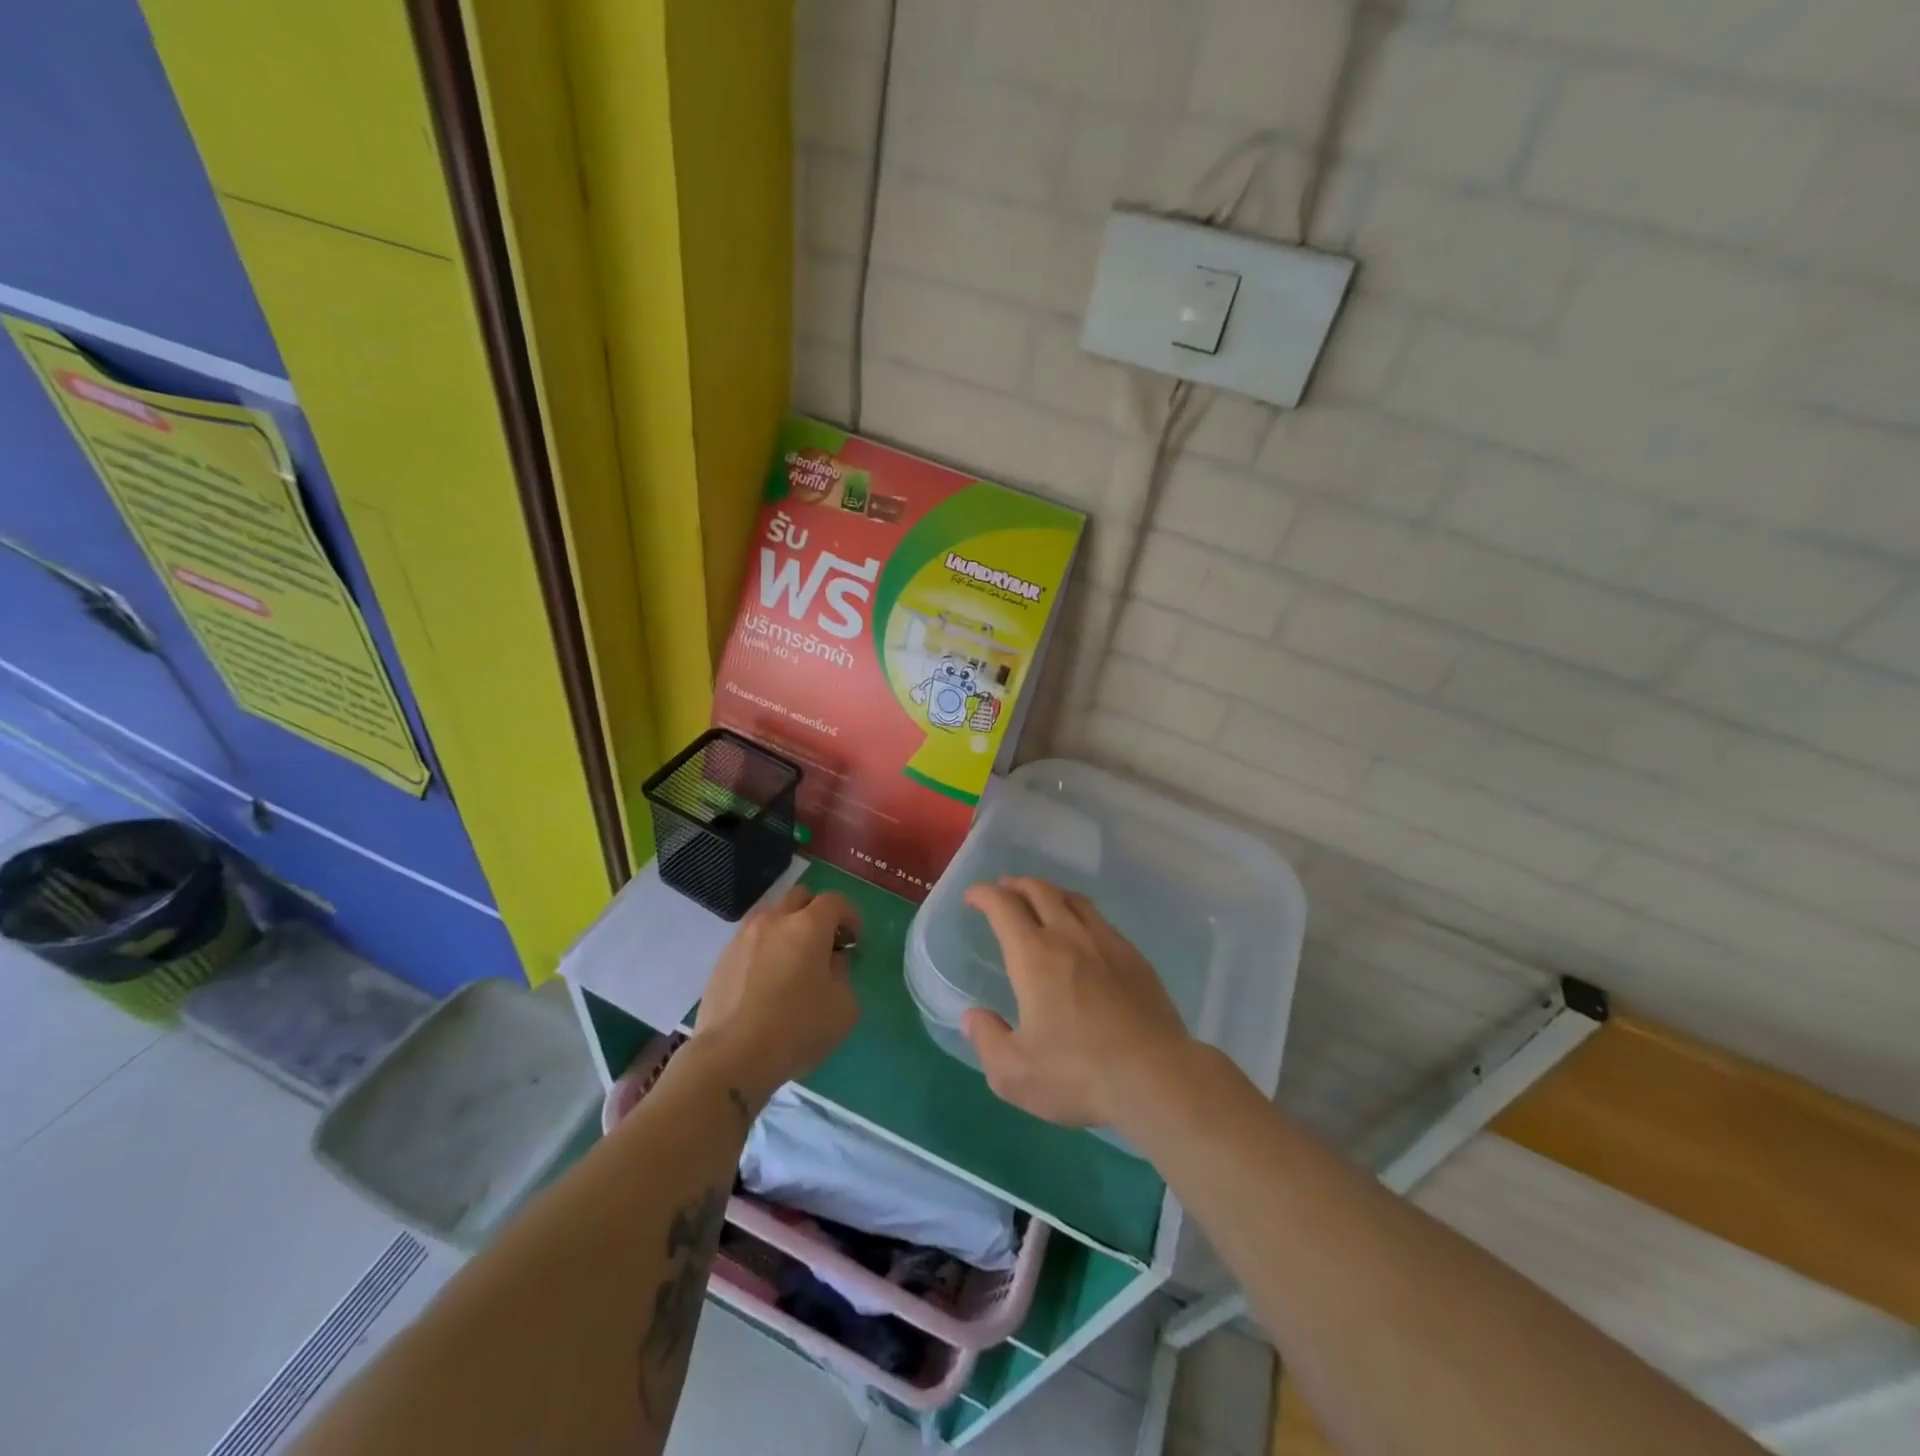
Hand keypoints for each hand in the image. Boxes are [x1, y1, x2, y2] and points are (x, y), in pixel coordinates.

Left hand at [694, 884, 860, 1107]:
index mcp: (808, 926)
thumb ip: (844, 974)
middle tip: (825, 945)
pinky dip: (765, 949)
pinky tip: (767, 982)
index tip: (854, 941)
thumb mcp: (843, 1007)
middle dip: (817, 913)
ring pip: (771, 916)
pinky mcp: (722, 959)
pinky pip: (751, 940)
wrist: (731, 1057)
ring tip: (793, 962)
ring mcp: (743, 937)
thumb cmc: (797, 1029)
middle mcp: (774, 921)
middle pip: (800, 897)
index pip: (835, 901)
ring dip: (788, 928)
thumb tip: (831, 961)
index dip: (850, 916)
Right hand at [962, 876, 1192, 1132]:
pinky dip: (1081, 915)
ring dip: (1051, 892)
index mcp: (1034, 956)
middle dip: (1017, 885)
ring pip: (1074, 900)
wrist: (1156, 1076)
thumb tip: (974, 1017)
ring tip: (1042, 901)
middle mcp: (1069, 937)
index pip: (1003, 907)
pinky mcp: (1135, 958)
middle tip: (1004, 891)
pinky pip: (1102, 921)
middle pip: (1040, 891)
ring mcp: (1107, 943)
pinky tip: (1084, 936)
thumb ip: (987, 1040)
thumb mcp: (1014, 1072)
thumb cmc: (1078, 1073)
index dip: (984, 894)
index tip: (973, 897)